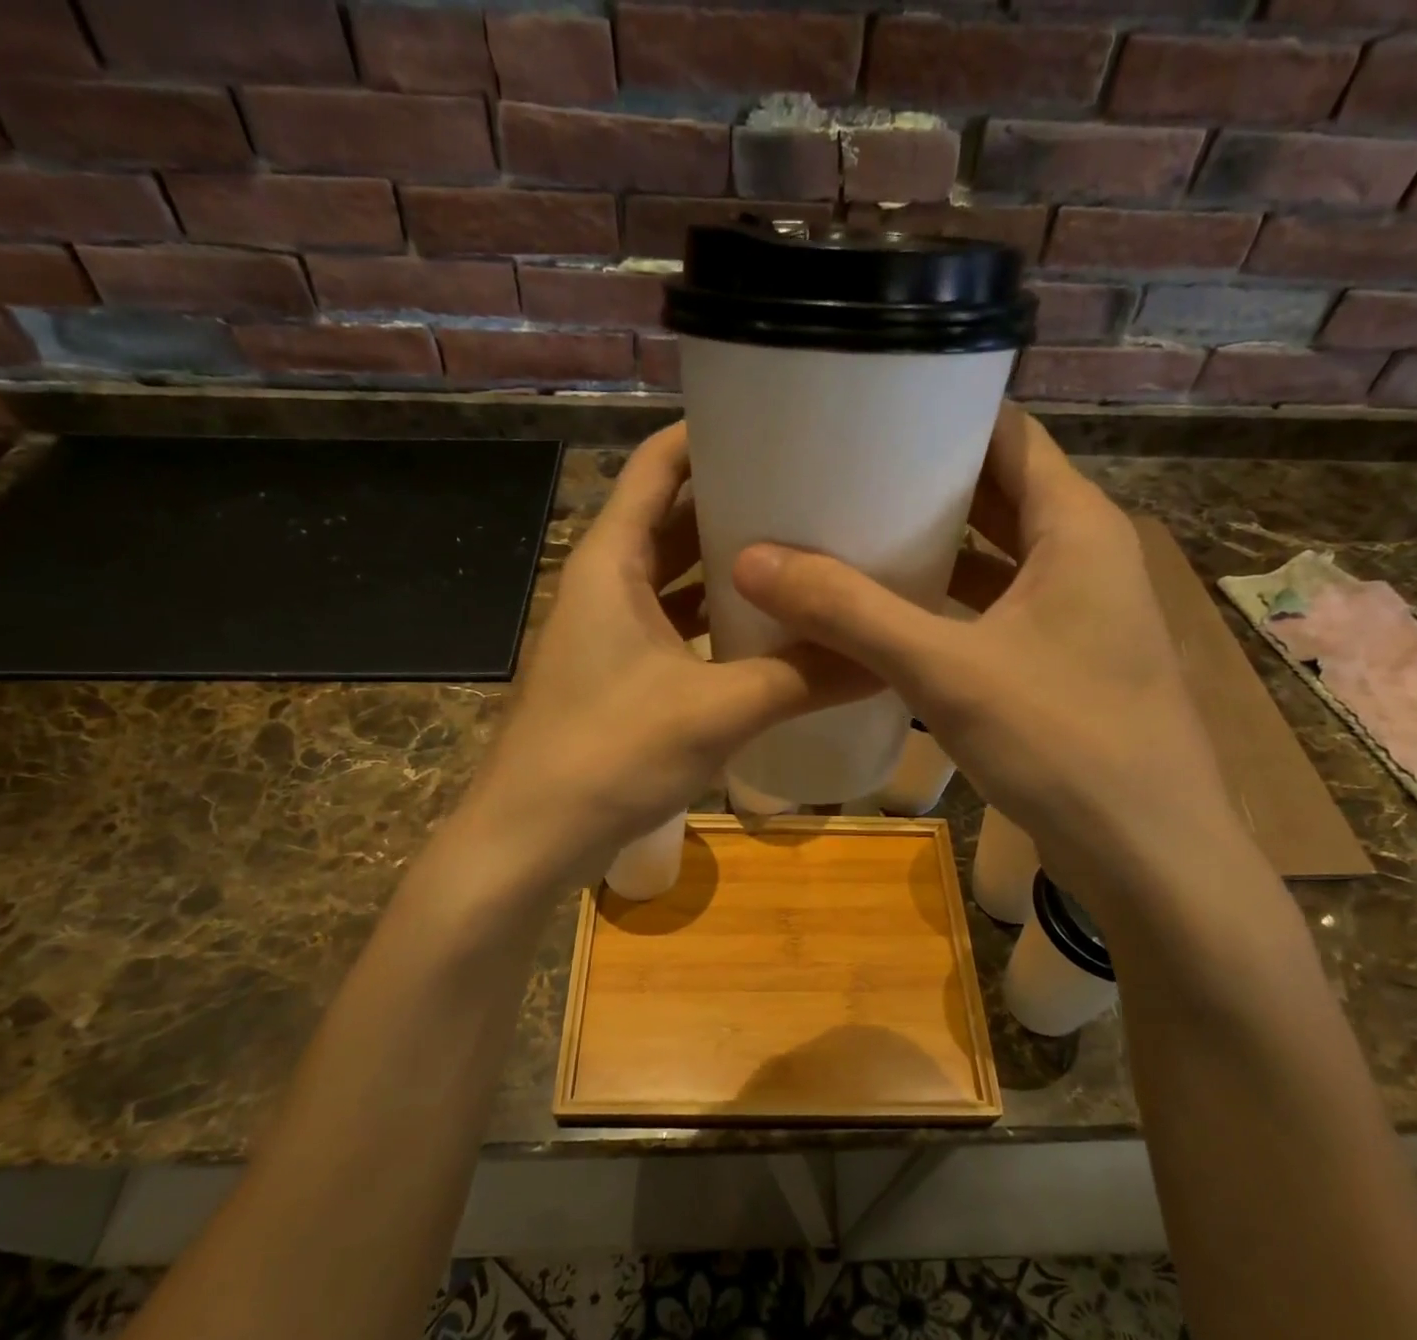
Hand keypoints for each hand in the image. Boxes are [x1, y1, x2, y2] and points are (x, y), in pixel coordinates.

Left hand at [459, 424, 871, 893]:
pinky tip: (768, 631)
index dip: (711, 434)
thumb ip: (802, 678)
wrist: (531, 839)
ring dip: (730, 566)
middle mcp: (606, 583)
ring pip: (676, 578)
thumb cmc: (608, 755)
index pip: (658, 464)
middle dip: (736, 501)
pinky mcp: (622, 676)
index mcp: (611, 560)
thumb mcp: (716, 710)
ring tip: (804, 552)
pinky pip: (677, 627)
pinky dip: (717, 620)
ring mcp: (612, 632)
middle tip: (814, 491)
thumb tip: (886, 657)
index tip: (779, 423)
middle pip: (673, 517)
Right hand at [732, 404, 1234, 874]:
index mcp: (1074, 526)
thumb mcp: (947, 672)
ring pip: (993, 557)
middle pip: (995, 493)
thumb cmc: (1064, 744)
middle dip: (920, 484)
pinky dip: (945, 605)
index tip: (863, 411)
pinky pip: (994, 610)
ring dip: (931, 549)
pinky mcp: (1061, 663)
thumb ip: (851, 614)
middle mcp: (1082, 555)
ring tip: (848, 536)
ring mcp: (1076, 613)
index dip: (938, 414)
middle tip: (835, 476)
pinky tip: (889, 617)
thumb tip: (753, 560)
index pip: (1006, 433)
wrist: (1149, 857)